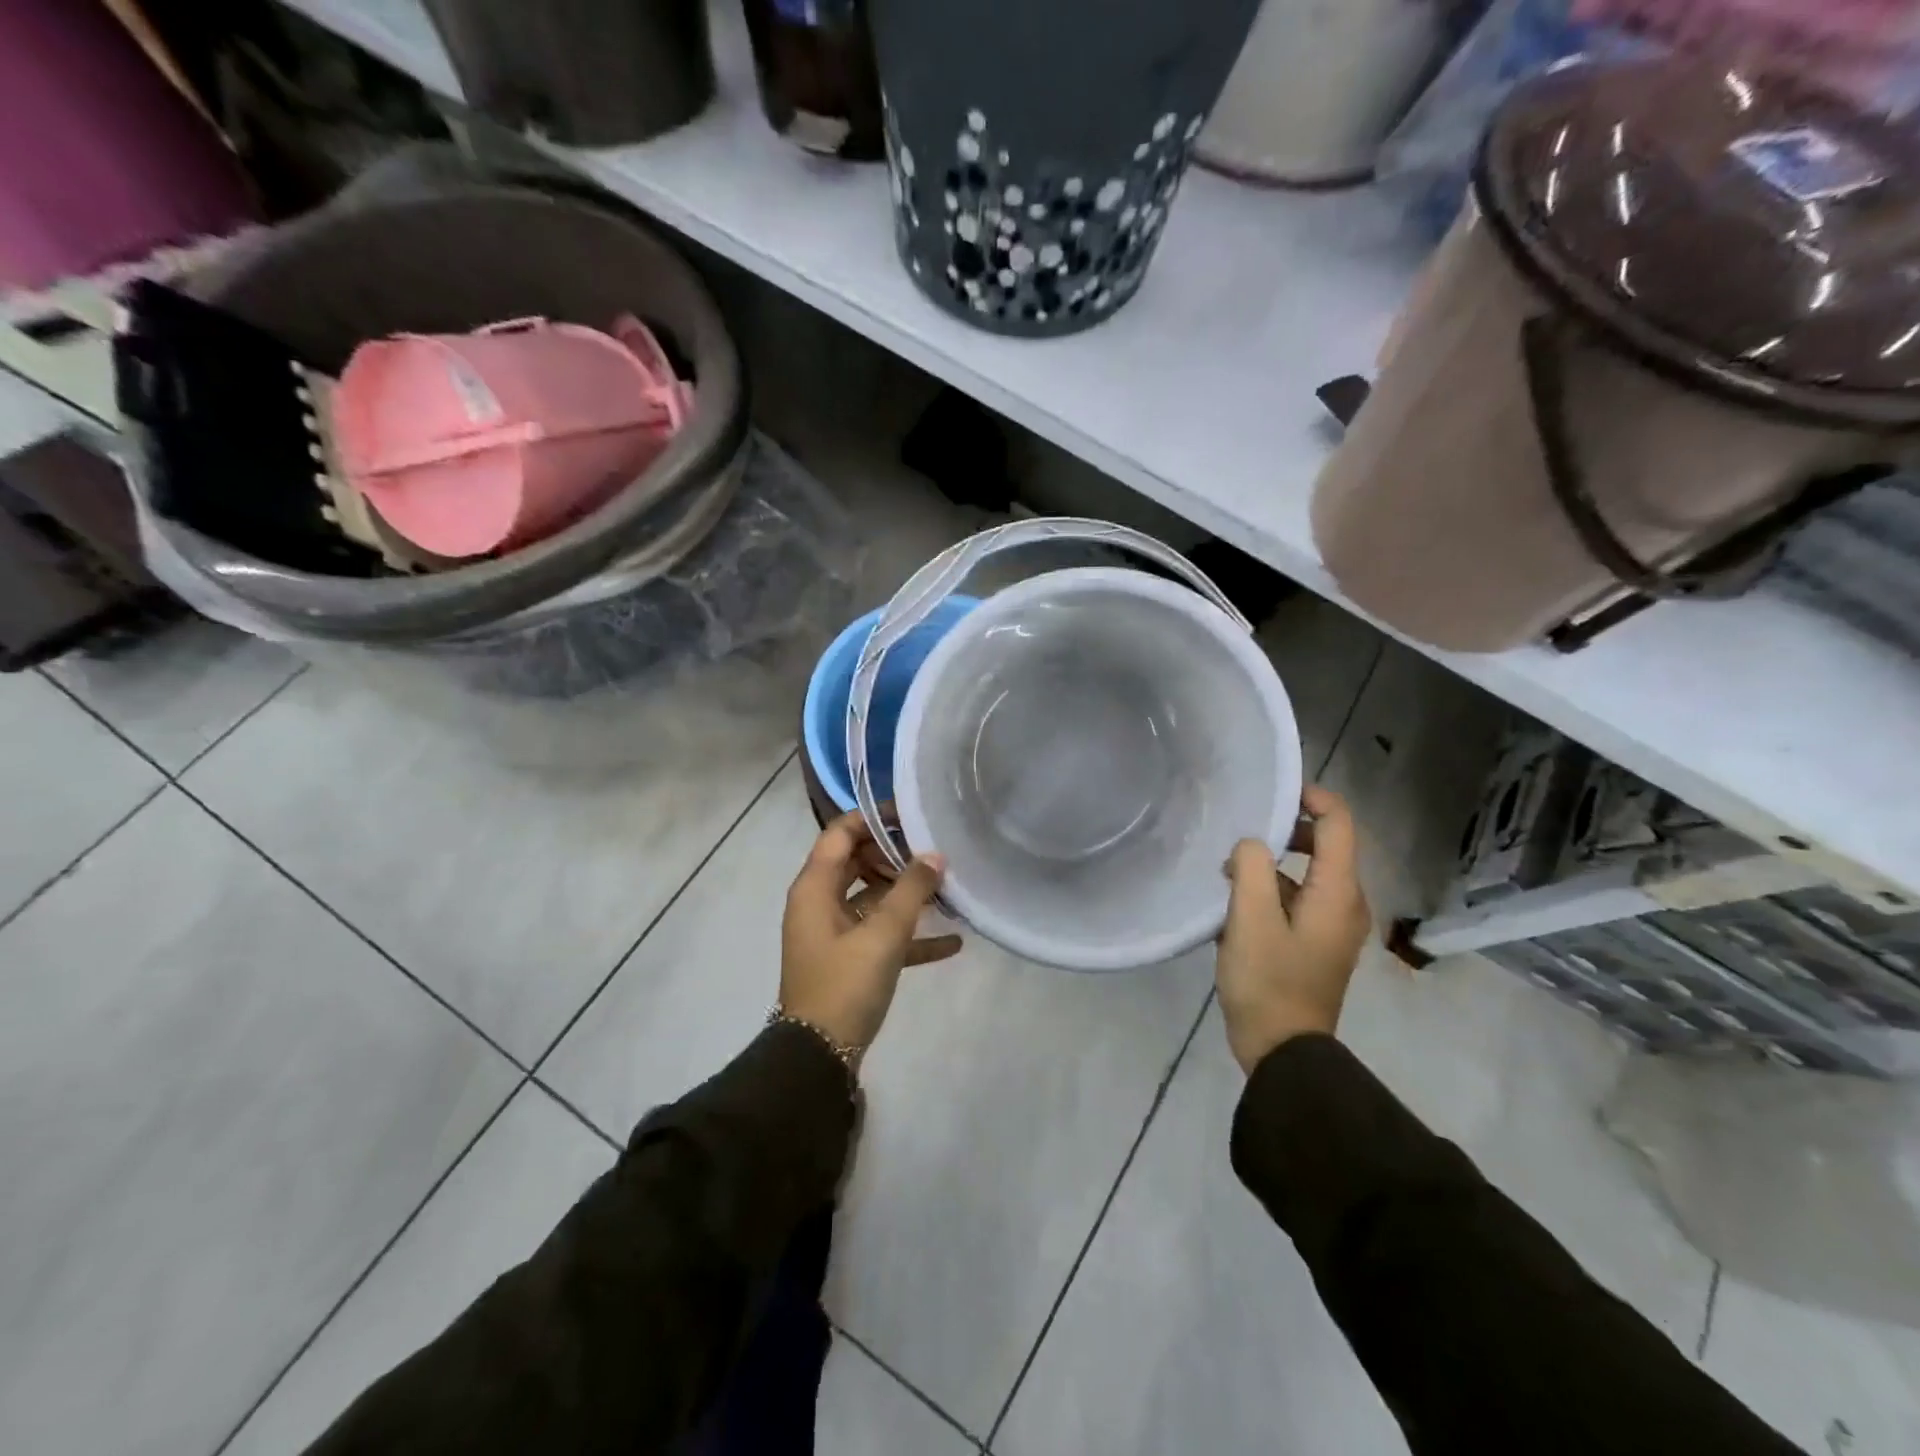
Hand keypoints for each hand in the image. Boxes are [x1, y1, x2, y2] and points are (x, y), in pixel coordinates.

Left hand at [781, 809, 961, 1056]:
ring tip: (946, 890)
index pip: (841, 832)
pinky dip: (909, 935)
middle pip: (857, 862)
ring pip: (871, 898)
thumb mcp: (883, 934)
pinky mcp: (847, 961)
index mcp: (815, 887)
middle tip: (934, 852)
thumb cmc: (845, 984)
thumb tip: (934, 855)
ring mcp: (832, 933)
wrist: (818, 1057)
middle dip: (895, 855)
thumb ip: (911, 890)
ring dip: (905, 895)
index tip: (912, 814)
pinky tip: (952, 942)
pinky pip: (880, 935)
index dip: (874, 818)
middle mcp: (819, 903)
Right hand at [1216, 785, 1371, 1074]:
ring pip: (1308, 873)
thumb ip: (1251, 868)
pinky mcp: (1316, 942)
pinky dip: (1272, 889)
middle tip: (1242, 833)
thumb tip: (1252, 845)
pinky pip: (1299, 898)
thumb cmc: (1269, 981)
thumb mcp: (1250, 919)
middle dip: (1286, 831)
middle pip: (1326, 845)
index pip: (1340, 824)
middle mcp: (1345, 903)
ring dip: (1272, 863)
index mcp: (1338, 892)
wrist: (1284, 1050)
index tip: (1273, 792)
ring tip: (1228, 871)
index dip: (1313, 798)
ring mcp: (1333, 925)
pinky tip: (1235, 904)